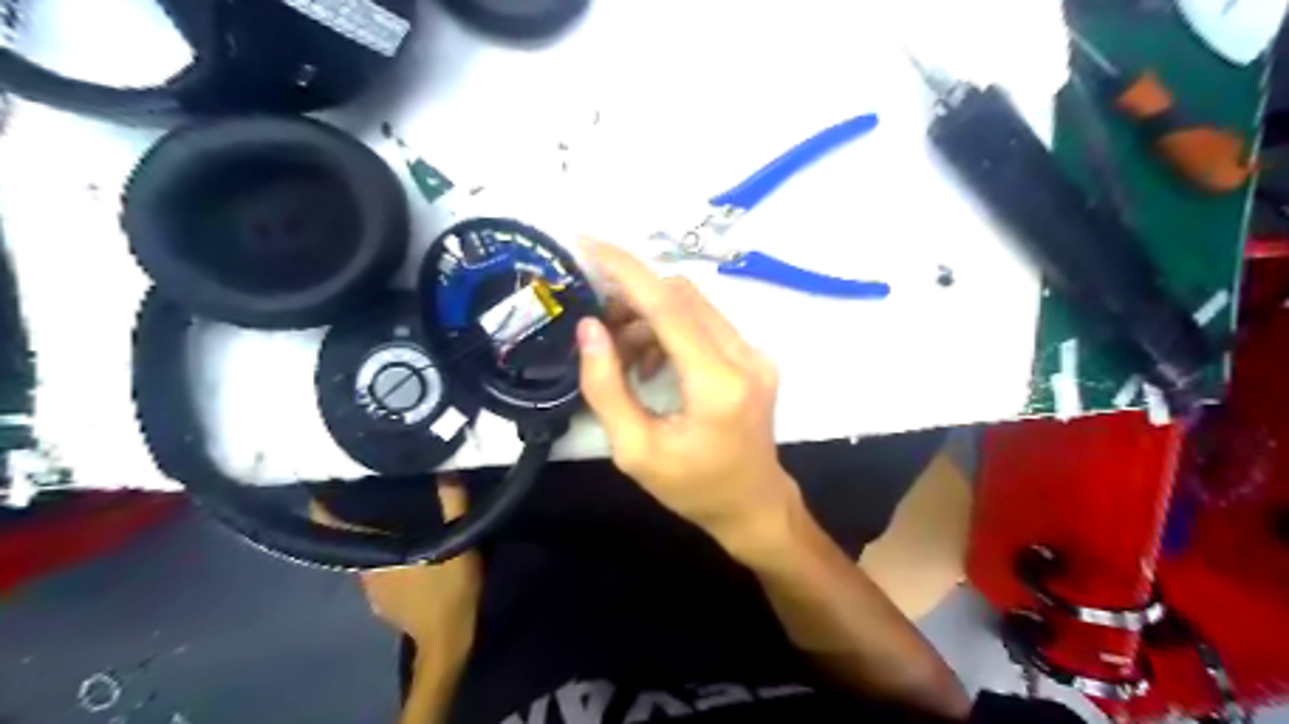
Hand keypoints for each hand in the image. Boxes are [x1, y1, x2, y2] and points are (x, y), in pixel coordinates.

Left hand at [308, 480, 478, 648]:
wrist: (447, 640)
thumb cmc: (451, 588)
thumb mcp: (459, 543)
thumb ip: (454, 506)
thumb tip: (446, 472)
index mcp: (376, 553)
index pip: (336, 527)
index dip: (326, 508)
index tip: (325, 486)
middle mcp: (364, 570)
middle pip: (352, 539)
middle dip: (358, 519)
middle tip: (373, 495)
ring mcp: (371, 591)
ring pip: (366, 556)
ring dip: (373, 541)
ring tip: (389, 522)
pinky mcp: (382, 604)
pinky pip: (376, 573)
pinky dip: (383, 561)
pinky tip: (401, 557)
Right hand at [579, 240, 802, 544]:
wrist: (753, 505)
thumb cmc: (692, 489)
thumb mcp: (635, 450)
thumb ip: (607, 387)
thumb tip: (589, 327)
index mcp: (717, 384)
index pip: (668, 307)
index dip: (625, 270)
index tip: (587, 243)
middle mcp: (745, 357)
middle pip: (681, 296)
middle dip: (631, 296)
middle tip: (597, 323)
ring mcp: (755, 354)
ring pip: (693, 305)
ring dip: (648, 315)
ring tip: (621, 353)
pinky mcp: (753, 357)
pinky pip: (705, 322)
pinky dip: (669, 329)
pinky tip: (650, 361)